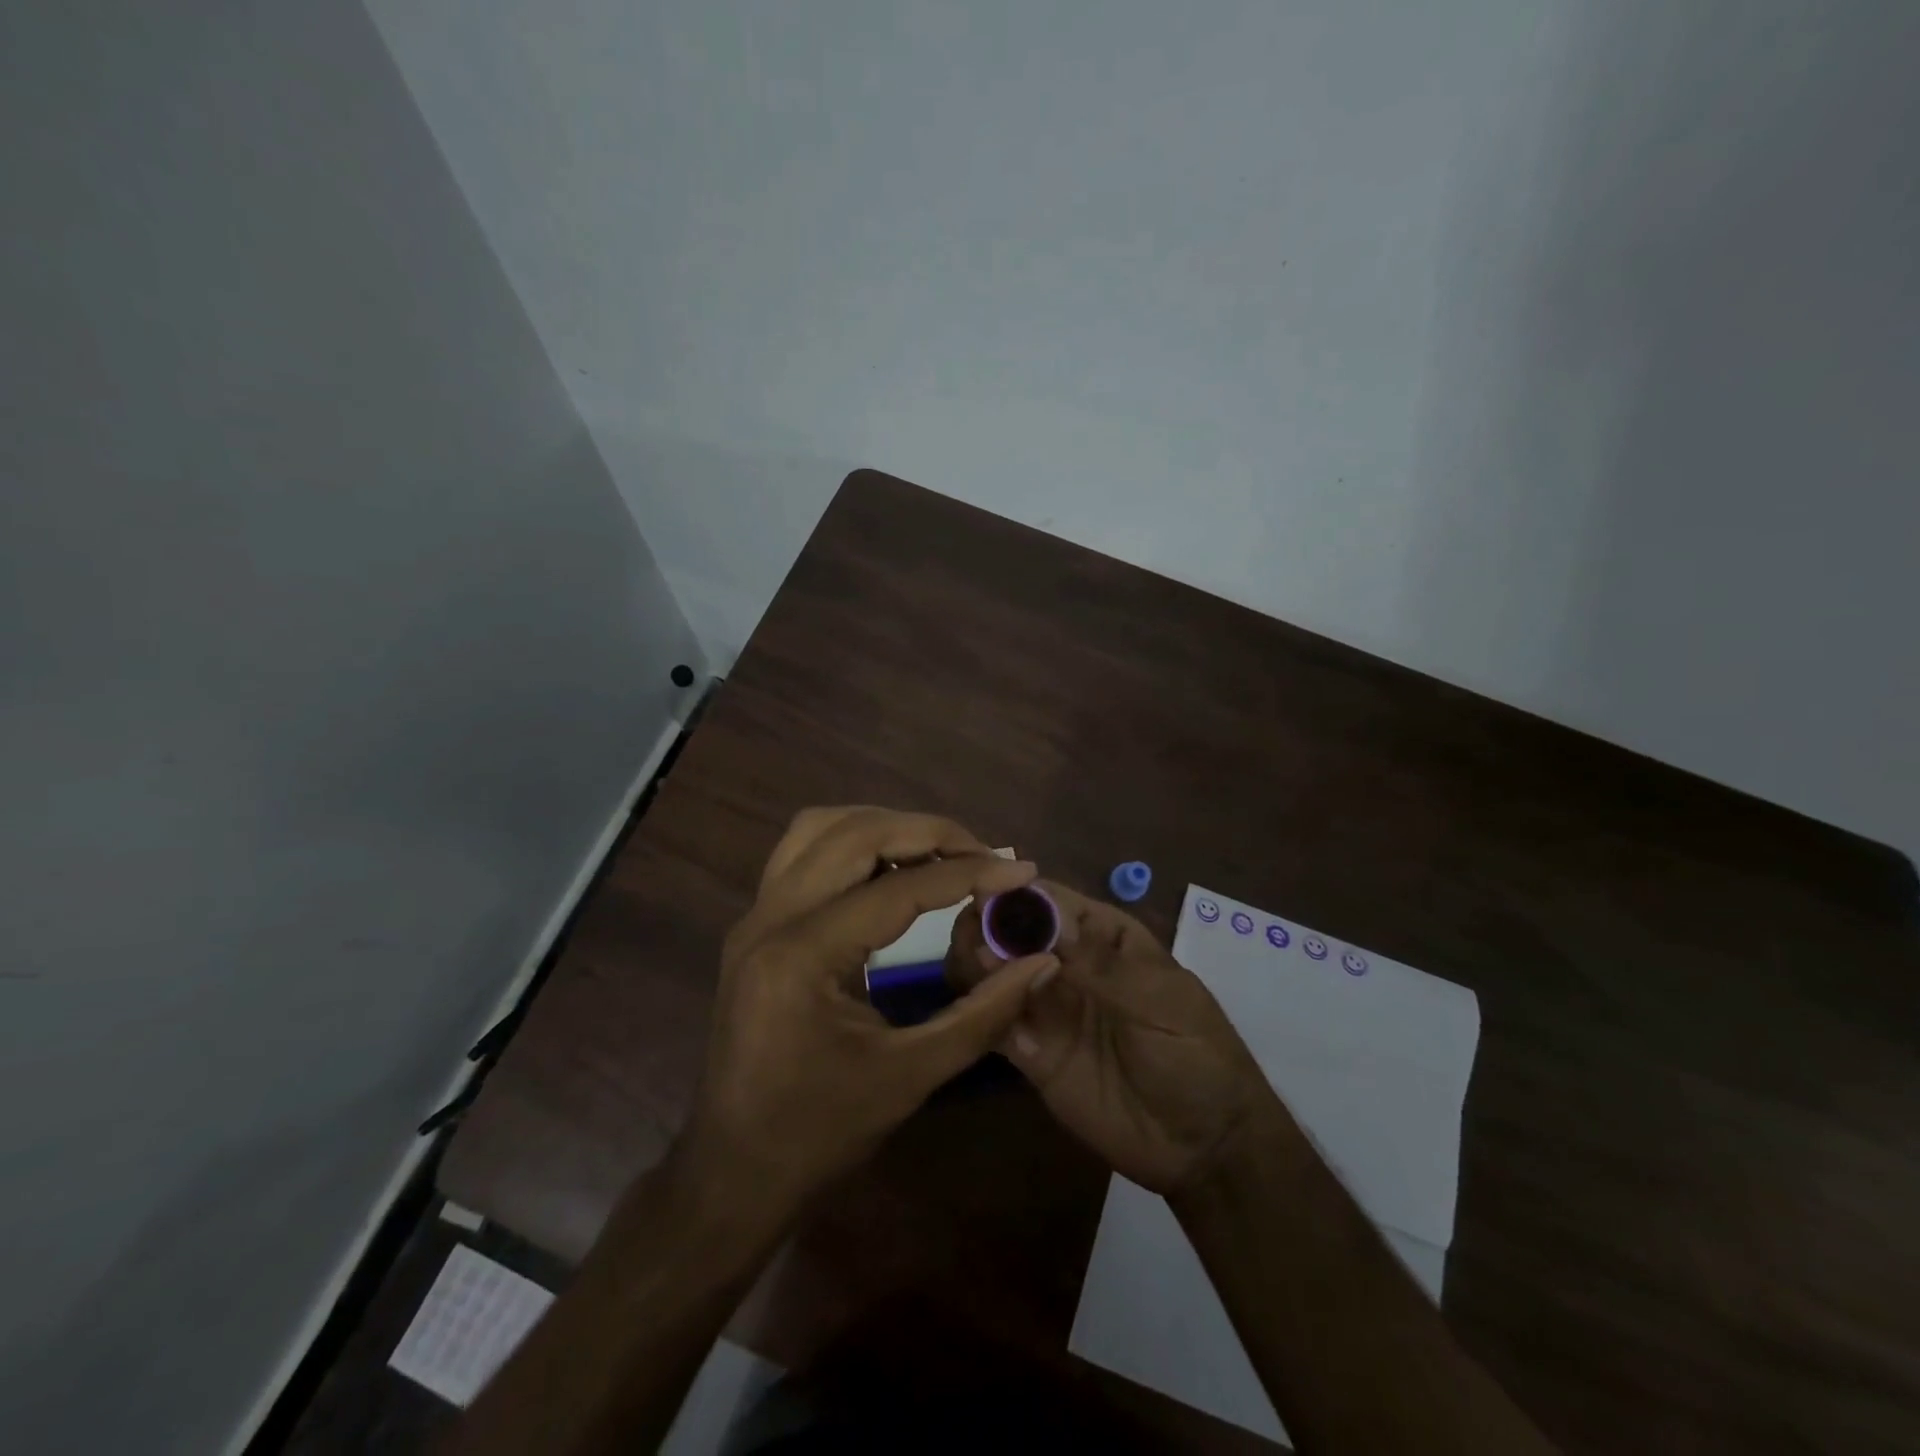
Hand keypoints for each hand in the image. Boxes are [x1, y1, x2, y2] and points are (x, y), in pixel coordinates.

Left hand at [680, 807, 1057, 1211]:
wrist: (733, 1171)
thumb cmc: (820, 1134)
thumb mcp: (911, 1077)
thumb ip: (984, 1014)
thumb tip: (1042, 963)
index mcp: (802, 957)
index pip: (899, 890)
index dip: (969, 874)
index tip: (1022, 870)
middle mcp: (769, 919)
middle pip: (854, 834)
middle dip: (927, 832)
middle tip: (983, 853)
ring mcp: (754, 916)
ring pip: (820, 828)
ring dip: (884, 827)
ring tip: (939, 852)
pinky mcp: (754, 924)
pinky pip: (803, 853)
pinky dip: (853, 844)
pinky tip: (890, 870)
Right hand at [949, 881, 1280, 1194]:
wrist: (1204, 1147)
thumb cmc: (1197, 1055)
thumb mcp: (1161, 1001)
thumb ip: (1100, 964)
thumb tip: (1042, 918)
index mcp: (1103, 937)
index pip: (1051, 902)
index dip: (1017, 895)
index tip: (984, 897)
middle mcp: (1066, 963)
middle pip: (1013, 932)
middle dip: (988, 927)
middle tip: (972, 938)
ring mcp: (1047, 1008)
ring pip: (996, 972)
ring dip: (976, 963)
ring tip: (972, 970)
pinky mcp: (1031, 1053)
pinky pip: (995, 1022)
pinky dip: (980, 1010)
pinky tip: (976, 1009)